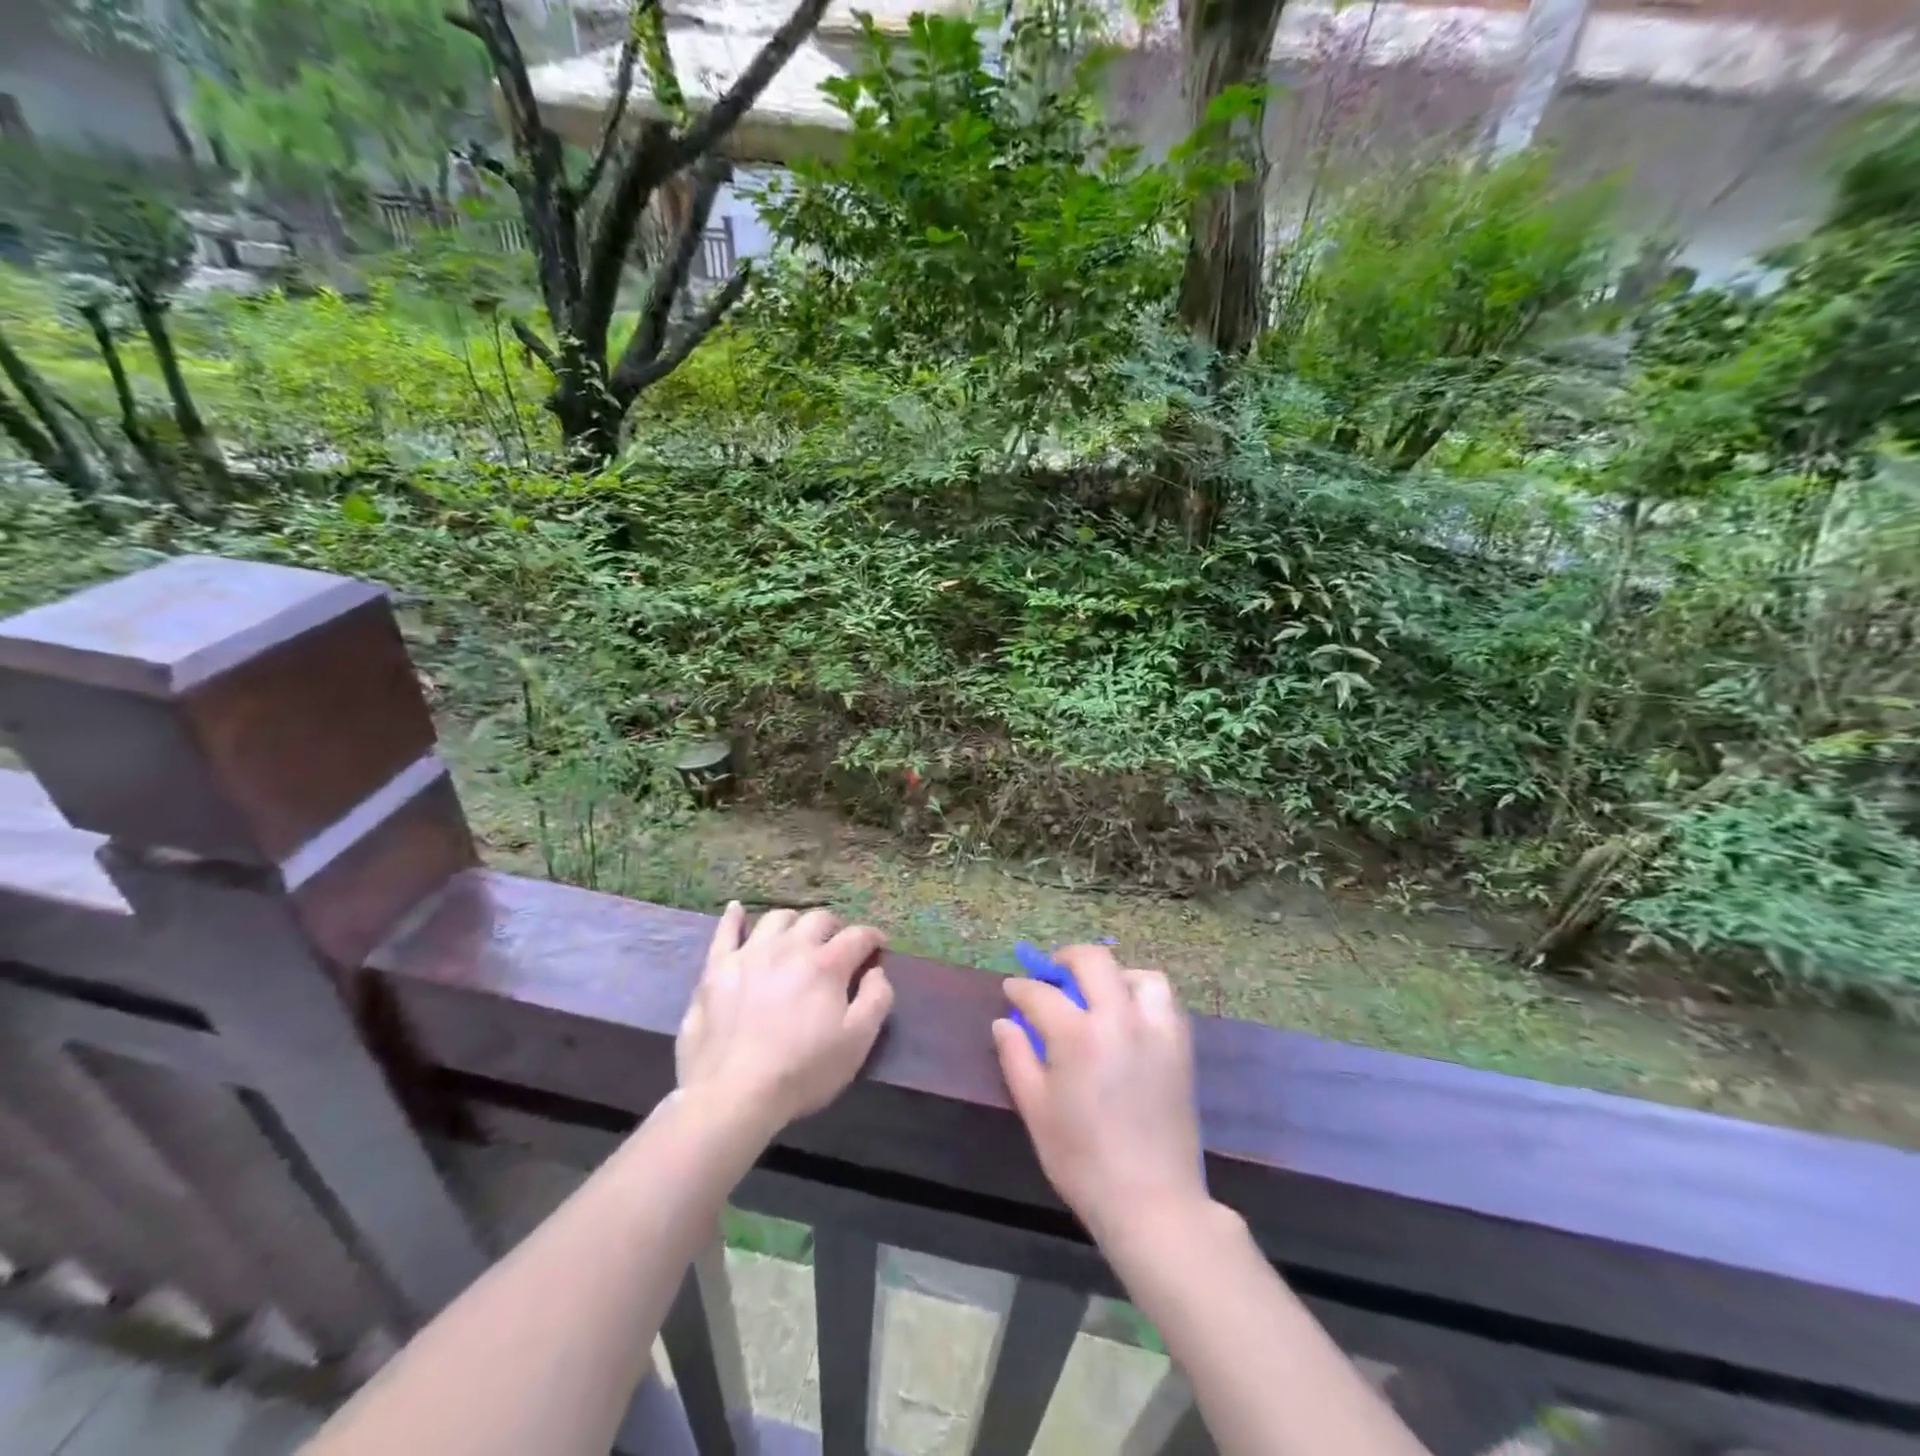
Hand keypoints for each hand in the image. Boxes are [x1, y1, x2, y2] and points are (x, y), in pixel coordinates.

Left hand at [676, 903, 893, 1135]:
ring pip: (776, 920)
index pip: (858, 936)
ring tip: (797, 937)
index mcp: (826, 964)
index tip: (879, 945)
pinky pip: (725, 932)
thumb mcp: (857, 1043)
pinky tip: (737, 909)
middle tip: (838, 945)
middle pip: (818, 919)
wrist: (732, 1094)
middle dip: (834, 927)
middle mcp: (790, 947)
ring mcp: (750, 954)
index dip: (873, 938)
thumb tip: (878, 971)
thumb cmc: (802, 1071)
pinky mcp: (716, 969)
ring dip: (794, 923)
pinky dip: (733, 918)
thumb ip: (876, 999)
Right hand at [991, 945, 1209, 1244]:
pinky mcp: (1180, 1046)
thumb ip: (1016, 1058)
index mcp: (1078, 1036)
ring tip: (1099, 995)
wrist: (1152, 1202)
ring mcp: (1156, 1030)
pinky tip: (1129, 1017)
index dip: (1021, 987)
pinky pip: (1164, 1001)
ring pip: (1138, 974)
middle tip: (1053, 974)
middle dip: (1066, 959)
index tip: (1012, 989)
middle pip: (1094, 961)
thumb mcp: (1036, 1111)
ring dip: (1114, 975)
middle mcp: (1119, 1019)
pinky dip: (1143, 995)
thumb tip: (1003, 1022)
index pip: (1042, 993)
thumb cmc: (1083, 1161)